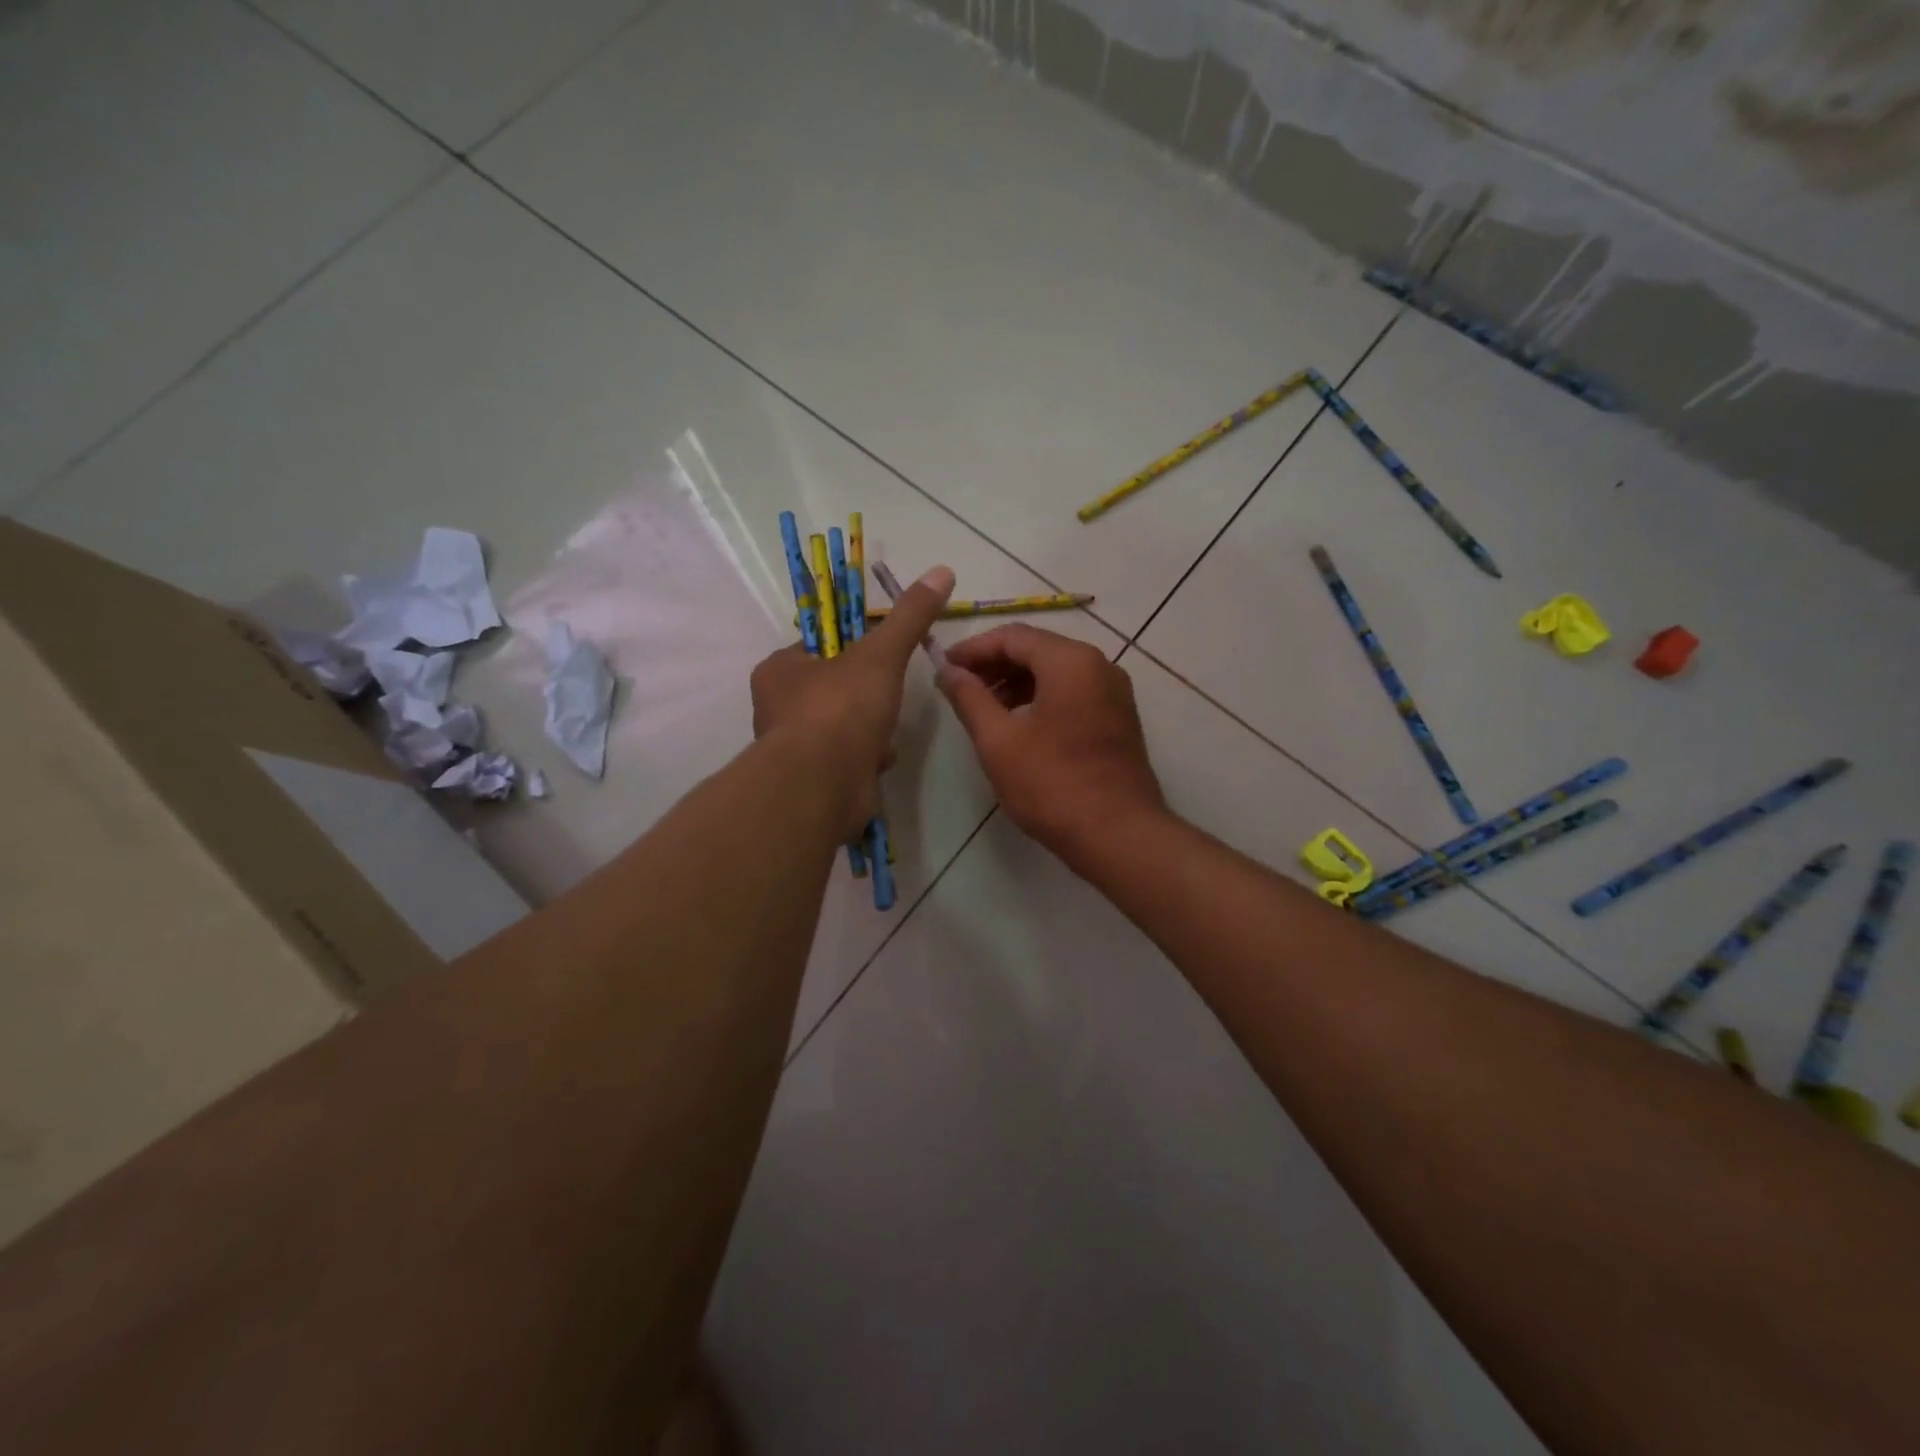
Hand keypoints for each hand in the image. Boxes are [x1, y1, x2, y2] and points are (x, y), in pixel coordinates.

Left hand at [750, 565, 954, 836]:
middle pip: (837, 687)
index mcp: (779, 671)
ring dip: (873, 728)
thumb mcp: (881, 653)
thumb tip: (942, 571)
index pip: (820, 647)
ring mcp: (795, 747)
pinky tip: (879, 760)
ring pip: (847, 725)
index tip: (882, 653)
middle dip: (870, 694)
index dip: (855, 647)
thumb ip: (909, 616)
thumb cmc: (841, 709)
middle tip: (887, 695)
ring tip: (883, 732)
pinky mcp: (815, 780)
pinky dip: (870, 757)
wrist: (824, 785)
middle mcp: (778, 708)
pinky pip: (851, 758)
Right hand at [936, 624, 1167, 861]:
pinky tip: (1018, 724)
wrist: (1119, 835)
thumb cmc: (1053, 786)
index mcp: (1071, 662)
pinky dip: (1041, 697)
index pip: (1013, 636)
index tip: (944, 666)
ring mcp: (1114, 692)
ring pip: (1056, 671)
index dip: (973, 648)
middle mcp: (1099, 665)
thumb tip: (948, 670)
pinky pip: (1073, 691)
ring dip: (1016, 682)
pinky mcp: (1118, 717)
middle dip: (994, 664)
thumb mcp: (998, 741)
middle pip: (1037, 649)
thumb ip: (969, 698)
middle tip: (959, 687)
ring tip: (984, 709)